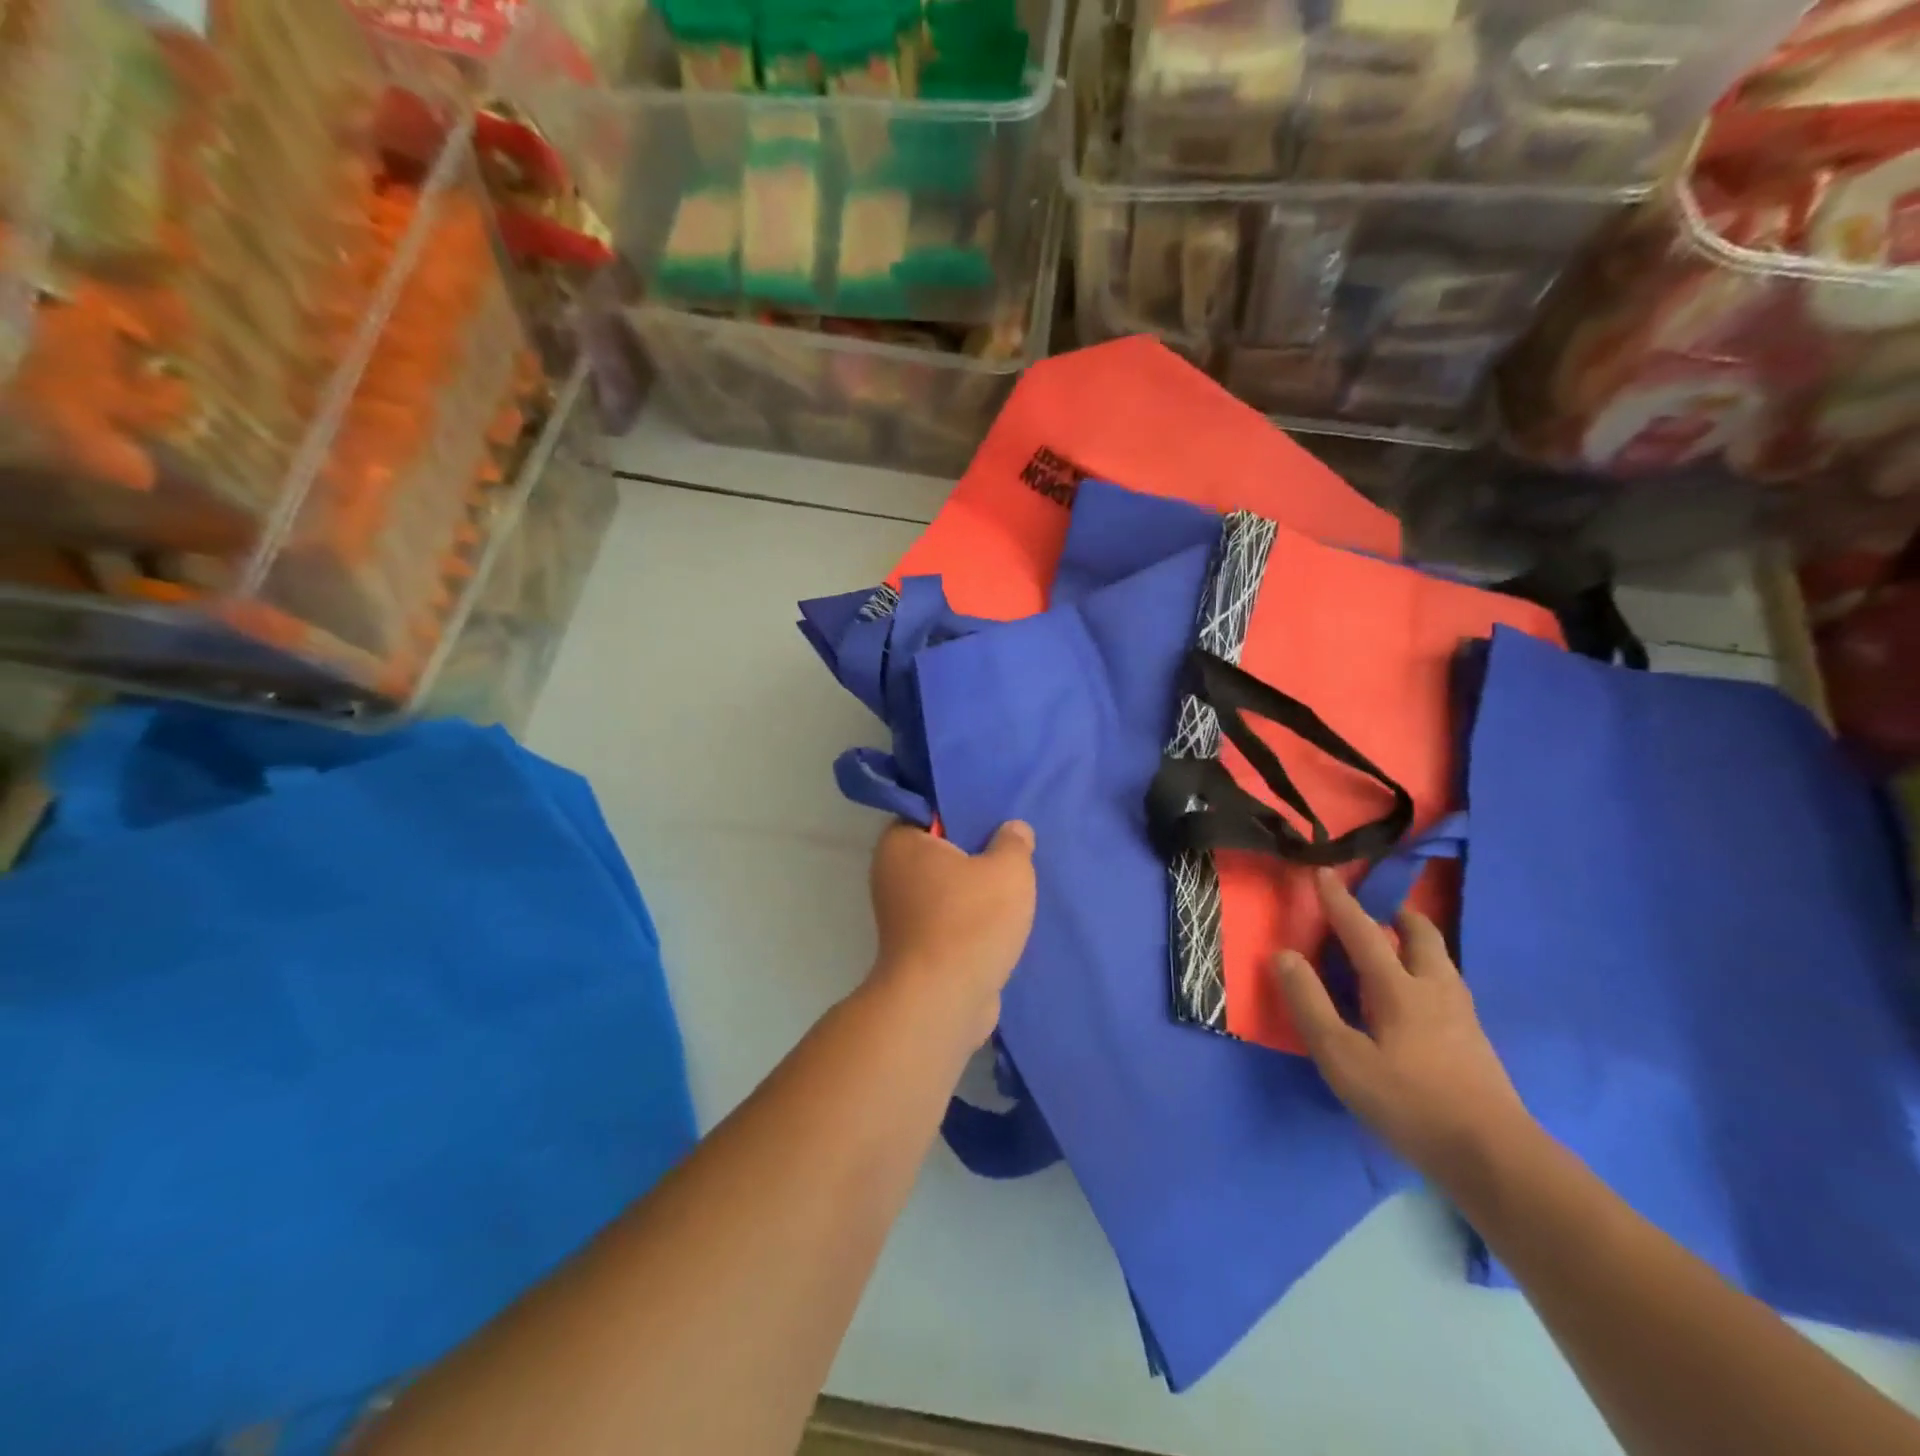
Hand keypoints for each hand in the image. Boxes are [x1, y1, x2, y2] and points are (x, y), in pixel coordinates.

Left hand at [867, 821, 1036, 1046]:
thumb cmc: (971, 920)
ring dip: (976, 890)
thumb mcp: (1008, 869)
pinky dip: (972, 919)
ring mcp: (901, 914)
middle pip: (942, 851)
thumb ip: (1014, 842)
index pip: (930, 812)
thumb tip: (1013, 828)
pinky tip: (1005, 920)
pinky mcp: (917, 947)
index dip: (964, 810)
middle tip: (1014, 848)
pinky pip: (950, 918)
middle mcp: (891, 874)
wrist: (944, 1000)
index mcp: (901, 843)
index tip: (996, 814)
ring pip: (948, 888)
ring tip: (1016, 884)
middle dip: (976, 852)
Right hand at [1274, 869, 1532, 1181]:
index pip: (1363, 932)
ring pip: (1441, 961)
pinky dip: (1429, 973)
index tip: (1325, 873)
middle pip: (1422, 936)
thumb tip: (1284, 955)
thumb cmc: (1409, 1103)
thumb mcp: (1342, 1058)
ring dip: (1418, 943)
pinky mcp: (1476, 1043)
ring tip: (1397, 948)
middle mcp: (1435, 990)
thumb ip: (1310, 1004)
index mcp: (1399, 988)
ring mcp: (1463, 1017)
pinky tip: (1420, 999)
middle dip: (1398, 916)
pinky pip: (1448, 987)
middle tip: (1378, 911)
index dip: (1340, 902)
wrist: (1496, 1158)